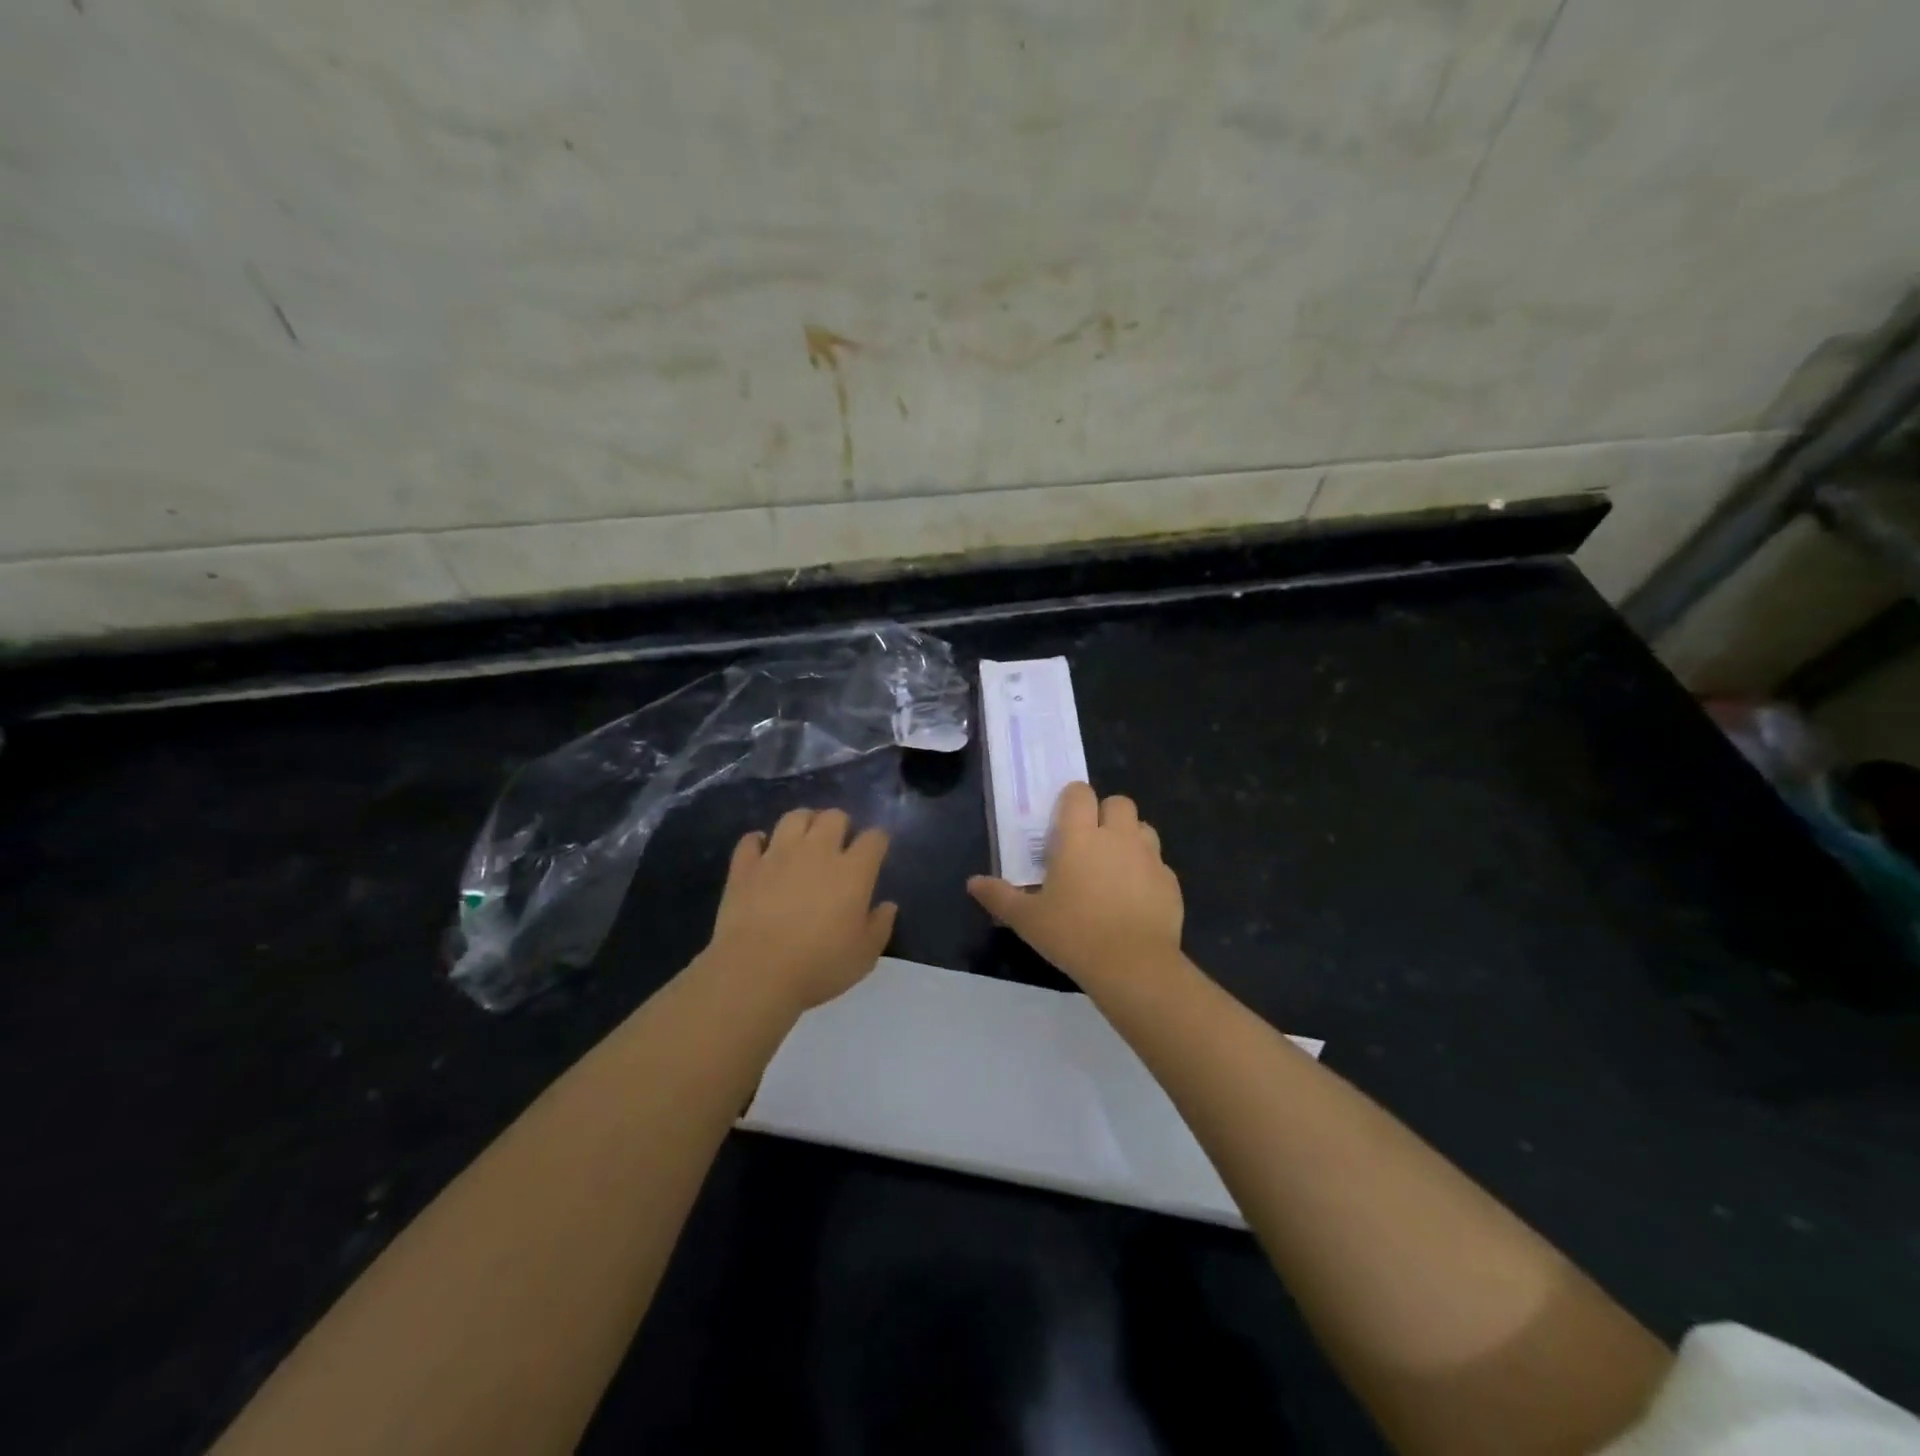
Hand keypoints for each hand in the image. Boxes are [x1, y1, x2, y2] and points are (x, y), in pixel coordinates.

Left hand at [701, 808, 896, 1013]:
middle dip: (841, 824)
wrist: (756, 972)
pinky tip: (762, 851)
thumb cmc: (819, 967)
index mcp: (853, 871)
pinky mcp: (745, 866)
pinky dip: (758, 842)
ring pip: (794, 817)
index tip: (876, 851)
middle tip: (839, 843)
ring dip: (804, 823)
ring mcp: (777, 855)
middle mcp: (817, 852)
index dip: (878, 840)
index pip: (874, 838)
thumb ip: (880, 926)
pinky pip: (751, 840)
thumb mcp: (864, 955)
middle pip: (834, 817)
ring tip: (804, 839)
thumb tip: (887, 905)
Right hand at [968, 782, 1182, 989]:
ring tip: (1115, 866)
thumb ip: (999, 896)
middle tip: (1090, 842)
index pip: (1080, 793)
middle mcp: (1117, 837)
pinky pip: (1159, 864)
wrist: (1133, 965)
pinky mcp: (1170, 881)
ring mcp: (1149, 857)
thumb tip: (972, 883)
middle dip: (1106, 814)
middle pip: (1119, 802)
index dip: (1072, 799)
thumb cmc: (1073, 934)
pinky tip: (1135, 898)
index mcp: (1080, 837)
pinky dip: (1147, 871)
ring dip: (1130, 837)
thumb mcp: (1027, 919)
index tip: (1063, 820)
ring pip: (1143, 828)